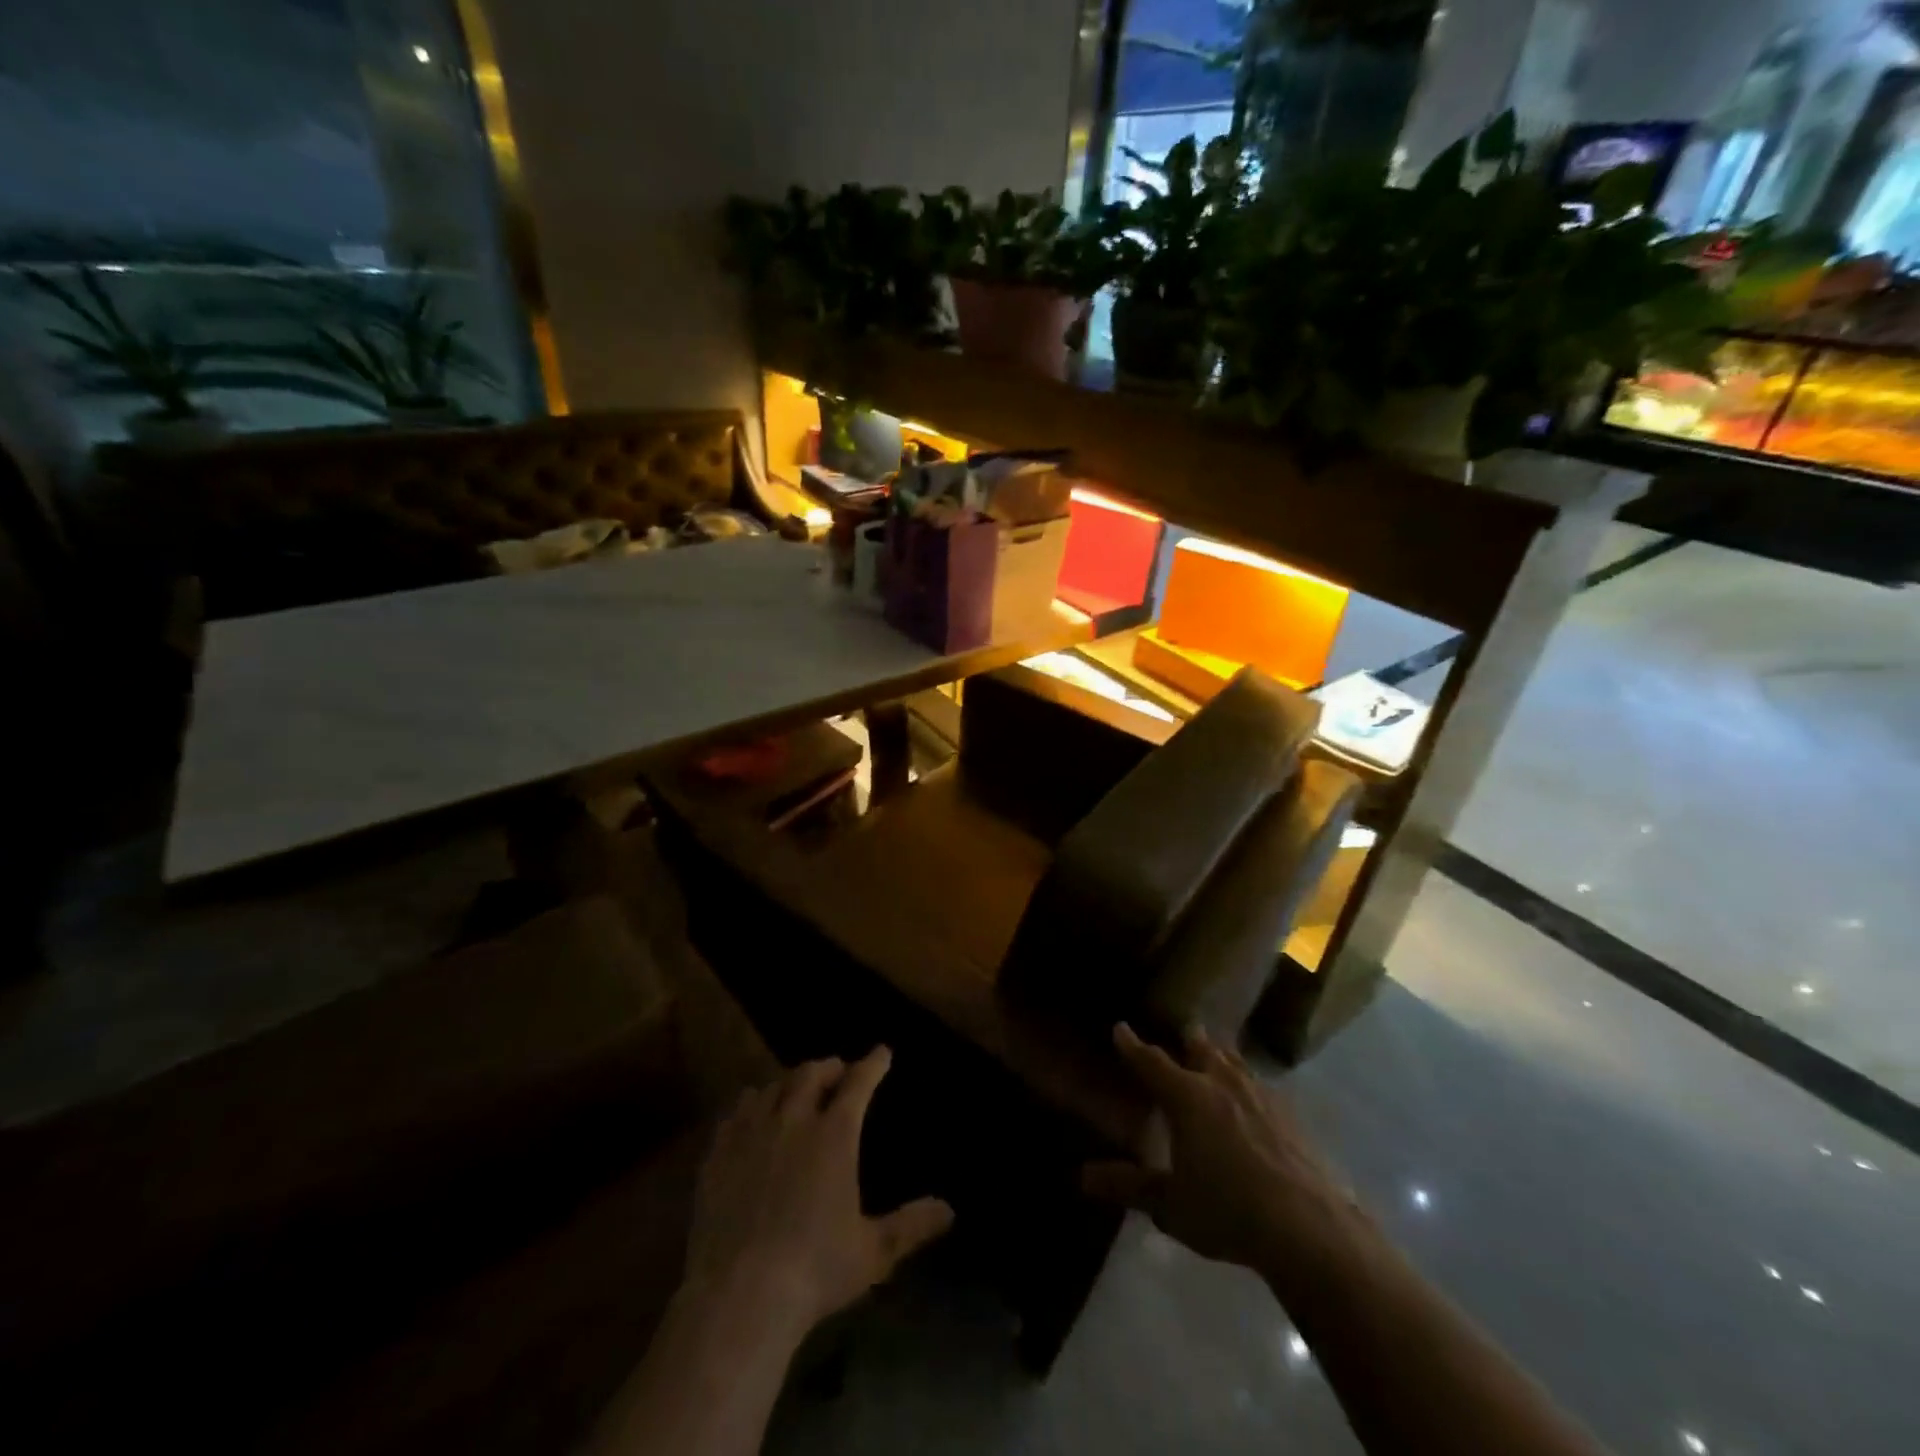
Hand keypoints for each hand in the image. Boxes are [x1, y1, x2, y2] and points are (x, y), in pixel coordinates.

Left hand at [684, 1047, 953, 1336]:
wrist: (738, 1296)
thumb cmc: (814, 1270)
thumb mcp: (873, 1252)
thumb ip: (911, 1225)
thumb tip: (949, 1209)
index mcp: (834, 1135)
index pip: (858, 1082)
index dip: (872, 1064)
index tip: (882, 1052)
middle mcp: (793, 1120)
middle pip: (811, 1073)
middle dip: (829, 1066)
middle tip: (839, 1071)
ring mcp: (751, 1133)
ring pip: (771, 1086)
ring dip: (789, 1081)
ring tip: (796, 1089)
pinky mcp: (718, 1153)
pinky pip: (736, 1112)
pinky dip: (751, 1103)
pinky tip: (752, 1114)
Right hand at [1082, 1024, 1359, 1276]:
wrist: (1310, 1228)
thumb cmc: (1228, 1211)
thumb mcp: (1170, 1205)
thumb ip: (1127, 1186)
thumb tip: (1082, 1177)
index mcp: (1187, 1097)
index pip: (1151, 1061)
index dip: (1132, 1045)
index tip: (1120, 1028)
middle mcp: (1222, 1083)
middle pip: (1201, 1048)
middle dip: (1188, 1041)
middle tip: (1182, 1036)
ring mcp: (1261, 1096)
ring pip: (1235, 1061)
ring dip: (1221, 1056)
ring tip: (1217, 1058)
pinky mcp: (1292, 1116)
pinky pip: (1262, 1086)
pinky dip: (1249, 1085)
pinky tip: (1255, 1102)